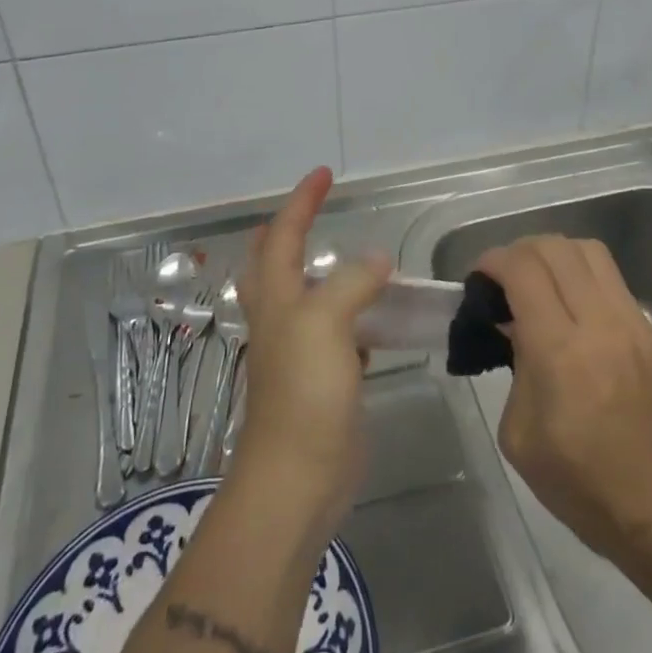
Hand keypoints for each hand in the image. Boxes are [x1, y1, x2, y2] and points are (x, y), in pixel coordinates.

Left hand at [229, 167, 391, 541]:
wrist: (298, 478)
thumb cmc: (304, 393)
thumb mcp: (325, 323)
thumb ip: (350, 283)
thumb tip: (376, 259)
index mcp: (275, 298)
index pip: (283, 234)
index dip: (302, 201)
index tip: (323, 174)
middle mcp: (281, 318)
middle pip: (275, 263)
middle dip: (289, 231)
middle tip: (313, 209)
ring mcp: (300, 351)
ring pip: (307, 297)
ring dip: (322, 272)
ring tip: (351, 258)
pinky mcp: (322, 379)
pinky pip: (337, 333)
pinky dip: (351, 315)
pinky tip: (374, 318)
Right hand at [477, 235, 651, 561]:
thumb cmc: (581, 483)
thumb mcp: (520, 435)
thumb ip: (514, 367)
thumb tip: (516, 328)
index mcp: (560, 351)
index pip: (523, 270)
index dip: (493, 260)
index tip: (478, 277)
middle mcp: (599, 322)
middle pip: (556, 247)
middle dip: (520, 250)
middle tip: (503, 277)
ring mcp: (632, 322)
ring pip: (589, 250)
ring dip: (554, 253)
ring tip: (537, 281)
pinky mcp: (651, 330)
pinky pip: (611, 277)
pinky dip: (582, 274)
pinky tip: (571, 305)